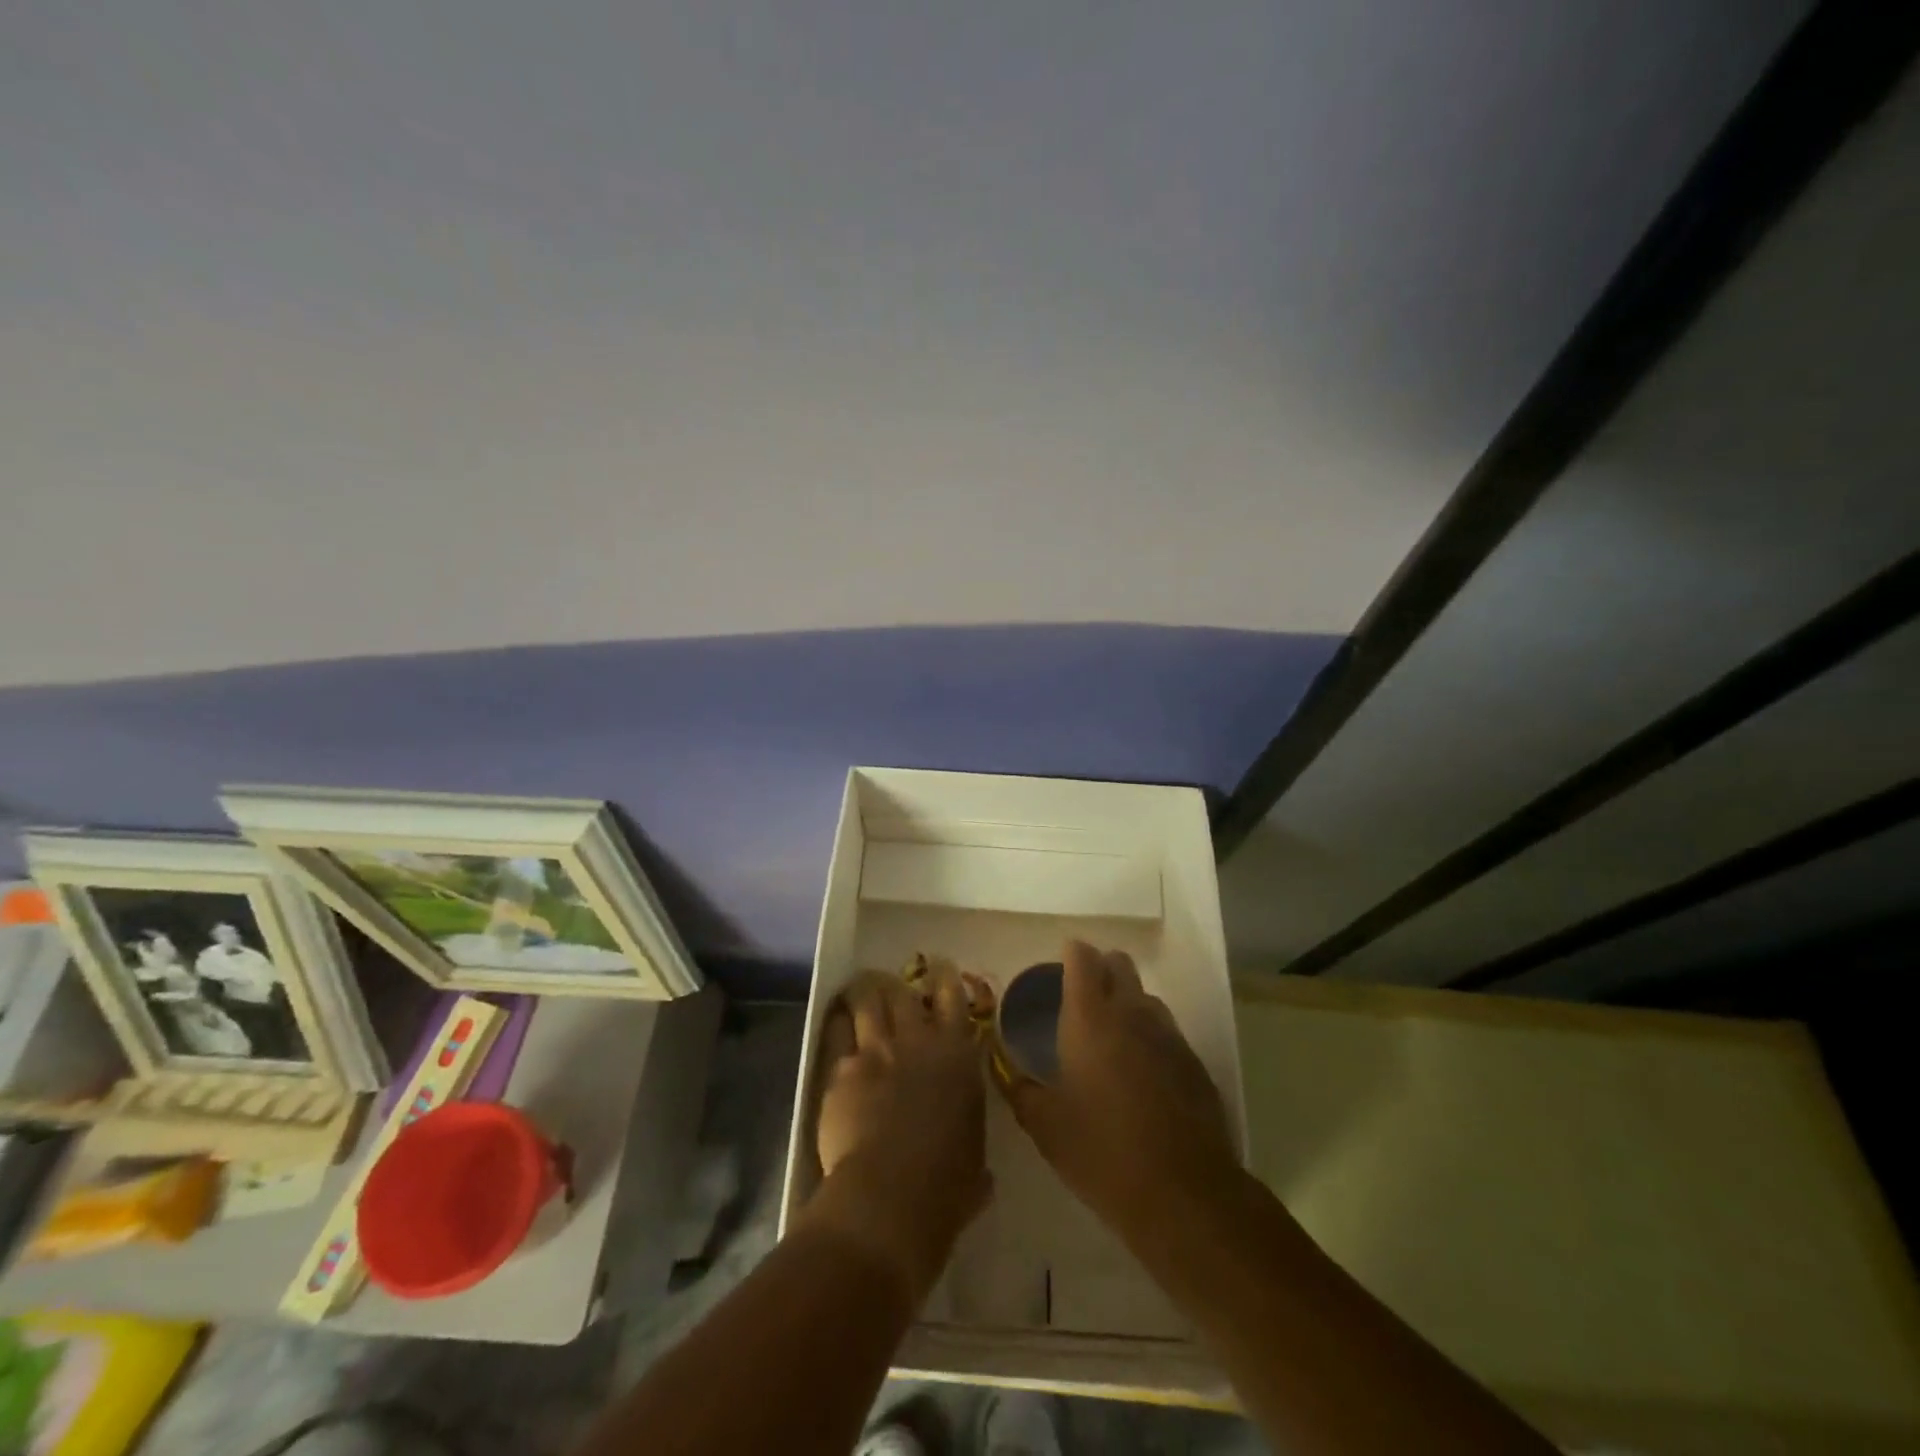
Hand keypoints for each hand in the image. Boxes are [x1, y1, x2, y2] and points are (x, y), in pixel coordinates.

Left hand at [798, 961, 990, 1305]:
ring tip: (861, 989)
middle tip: (893, 984)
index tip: (941, 967)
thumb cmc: (946, 1185)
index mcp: (957, 1056)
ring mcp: (876, 1050)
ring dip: (865, 992)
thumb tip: (979, 1175)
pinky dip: (838, 1022)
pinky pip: (836, 1032)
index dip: (946, 978)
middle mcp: (917, 1041)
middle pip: (904, 992)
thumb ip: (970, 1152)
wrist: (890, 1194)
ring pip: (867, 1001)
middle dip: (898, 984)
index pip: (954, 999)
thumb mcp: (974, 1164)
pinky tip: (836, 1020)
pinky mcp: (841, 1069)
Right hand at [999, 941, 1239, 1243]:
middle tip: (1081, 998)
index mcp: (1090, 1017)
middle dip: (1100, 968)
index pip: (1082, 957)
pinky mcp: (1193, 1062)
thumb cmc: (1102, 1152)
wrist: (1182, 1193)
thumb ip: (1020, 1089)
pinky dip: (1149, 1036)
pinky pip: (1166, 1031)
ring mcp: (1168, 1035)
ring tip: (1110, 1037)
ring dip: (1127, 1001)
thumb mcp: (1045, 1126)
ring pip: (1145, 996)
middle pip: (1119, 963)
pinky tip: (1141, 1074)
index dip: (1070, 954)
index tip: (1058, 967)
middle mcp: (1131, 1013)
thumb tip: (1005, 1071)